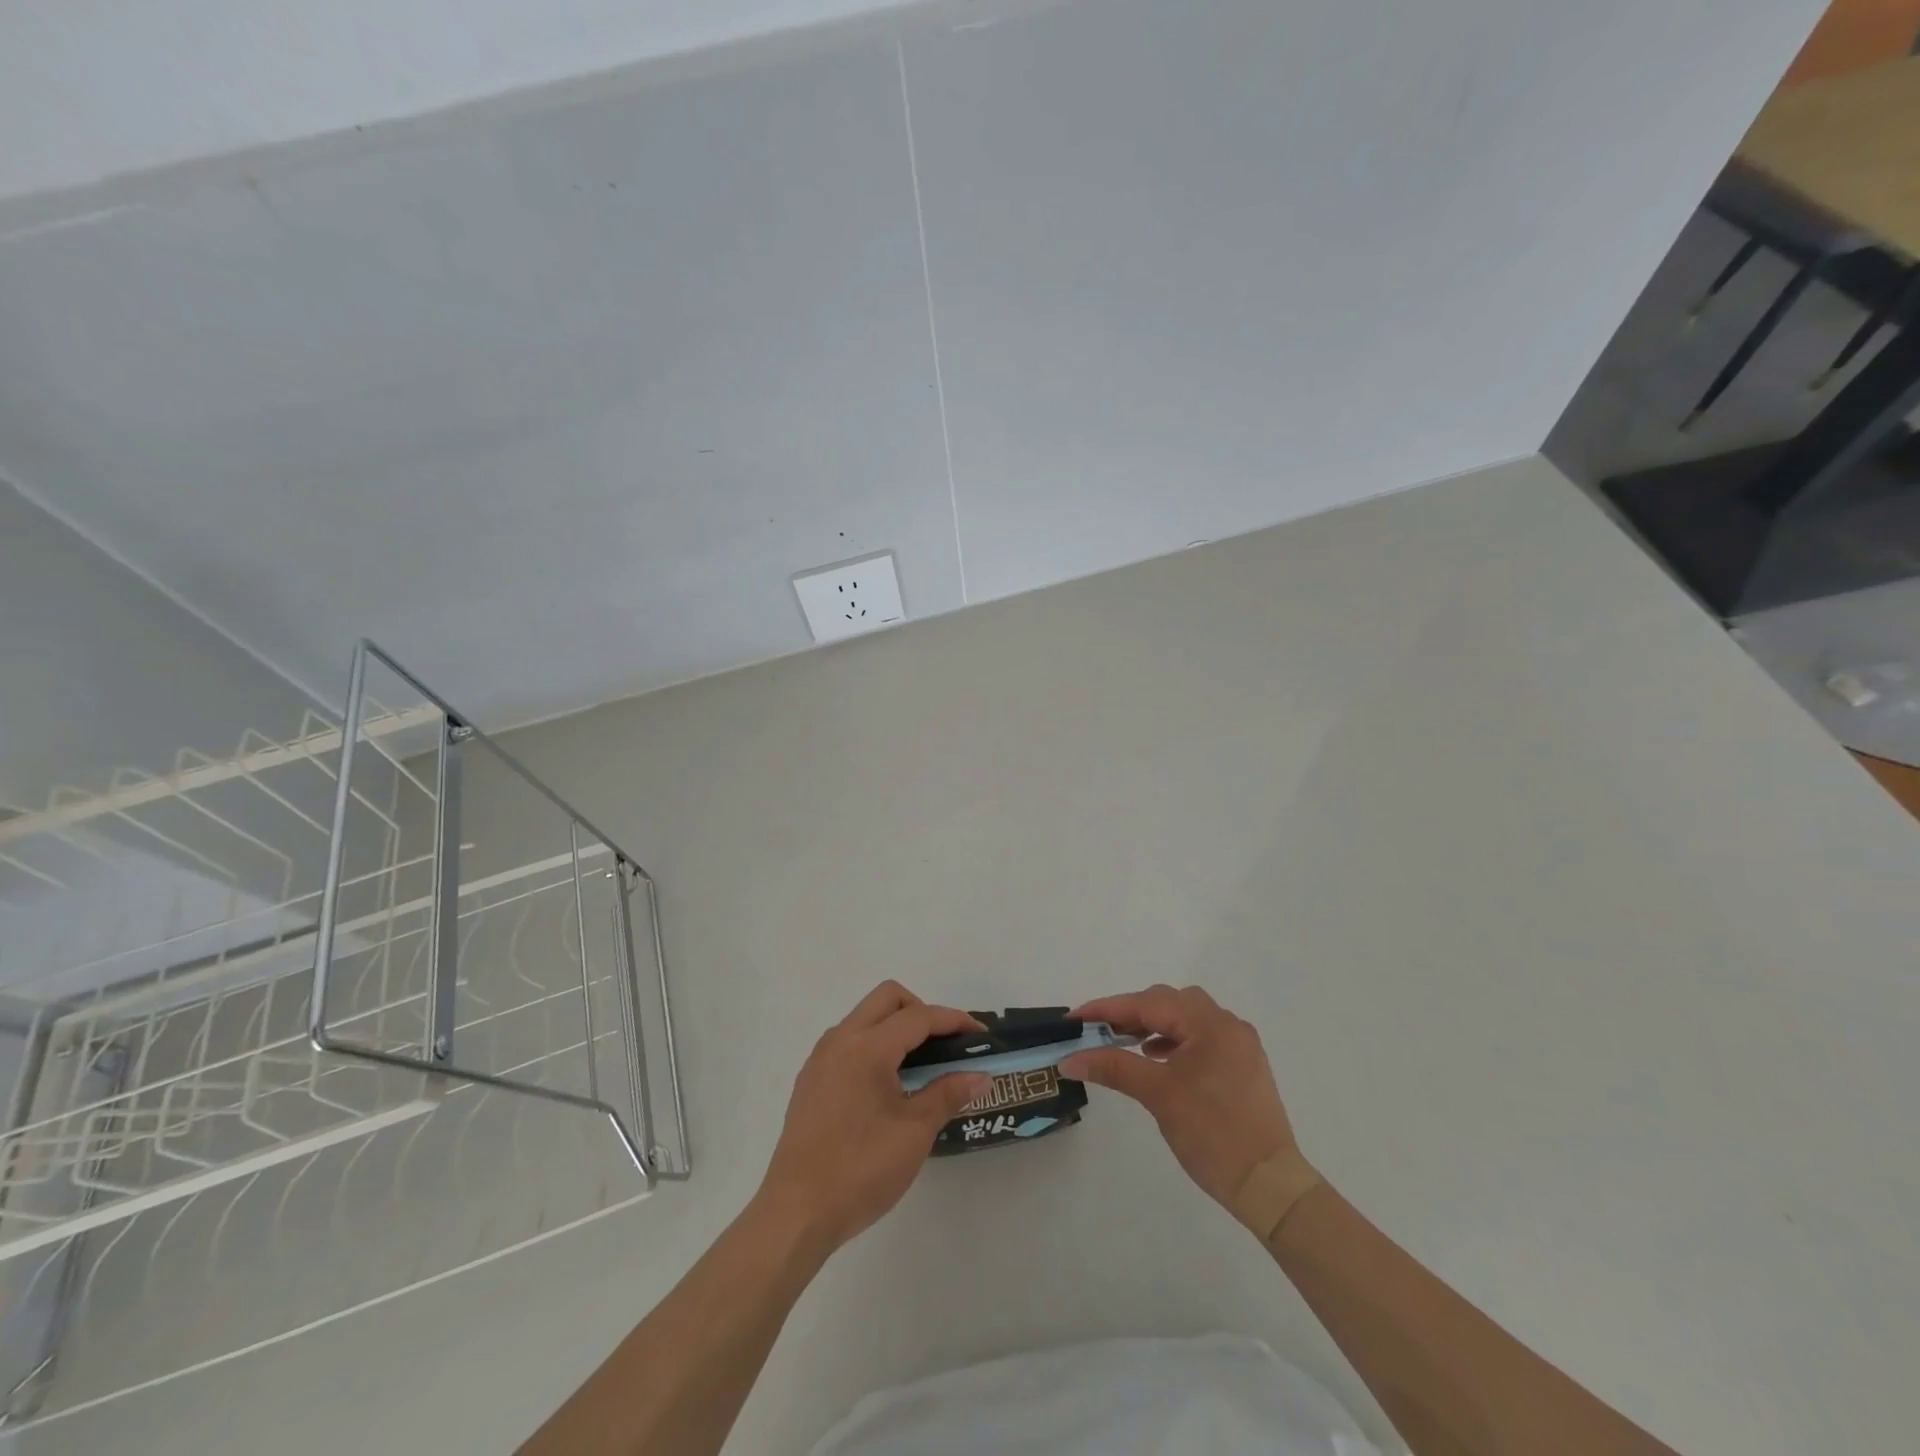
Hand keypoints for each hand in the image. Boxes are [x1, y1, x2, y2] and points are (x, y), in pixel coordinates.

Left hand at [756, 982, 989, 1254]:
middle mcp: (840, 1040)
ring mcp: (820, 1058)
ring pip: (865, 1017)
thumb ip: (948, 1094)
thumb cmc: (861, 1170)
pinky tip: (888, 1085)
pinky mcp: (811, 1079)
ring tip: (920, 1065)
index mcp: (867, 1047)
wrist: (796, 1213)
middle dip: (922, 1011)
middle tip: (945, 1045)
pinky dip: (875, 1045)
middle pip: (888, 998)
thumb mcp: (914, 1132)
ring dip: (896, 1026)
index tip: (980, 1036)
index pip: (918, 1017)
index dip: (954, 1021)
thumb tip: (980, 1076)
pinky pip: (849, 1041)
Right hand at [1062, 985, 1298, 1209]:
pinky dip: (1175, 1040)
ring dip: (1153, 1025)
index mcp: (1210, 1024)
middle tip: (1098, 1032)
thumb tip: (1070, 1059)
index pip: (1148, 1003)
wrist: (1270, 1187)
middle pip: (1169, 1002)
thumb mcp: (1158, 1096)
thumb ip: (1113, 1067)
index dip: (1108, 1008)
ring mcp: (1239, 1045)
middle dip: (1131, 1013)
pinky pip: (1201, 1038)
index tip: (1075, 1017)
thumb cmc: (1212, 1134)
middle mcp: (1228, 1024)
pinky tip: (1158, 1058)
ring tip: (1125, 1043)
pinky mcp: (1243, 1066)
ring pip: (1186, 1018)